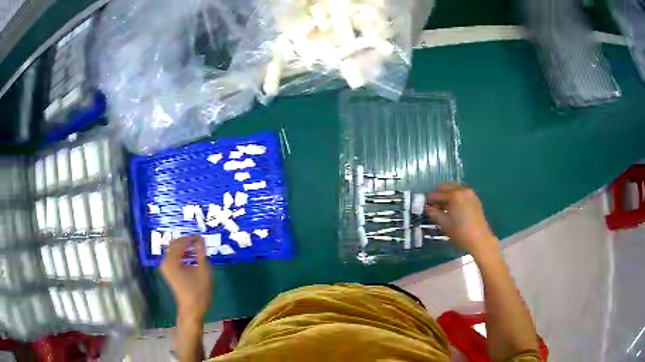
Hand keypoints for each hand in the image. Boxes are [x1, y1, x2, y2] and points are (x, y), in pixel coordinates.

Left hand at [160, 236, 211, 320]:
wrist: (192, 308)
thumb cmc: (199, 290)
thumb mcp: (203, 270)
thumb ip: (201, 253)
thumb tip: (201, 239)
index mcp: (171, 260)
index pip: (180, 243)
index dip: (191, 238)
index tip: (202, 237)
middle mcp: (165, 262)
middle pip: (174, 245)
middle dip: (187, 242)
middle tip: (199, 241)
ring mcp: (166, 268)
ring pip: (174, 251)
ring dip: (185, 248)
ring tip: (197, 249)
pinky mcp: (169, 273)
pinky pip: (174, 258)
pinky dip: (182, 256)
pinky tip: (192, 258)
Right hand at [425, 184, 498, 258]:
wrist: (479, 239)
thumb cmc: (460, 232)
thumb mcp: (444, 223)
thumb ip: (433, 213)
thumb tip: (427, 208)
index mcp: (454, 195)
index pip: (436, 194)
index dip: (429, 200)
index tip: (425, 206)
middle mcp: (462, 190)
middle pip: (446, 187)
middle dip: (439, 195)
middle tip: (435, 206)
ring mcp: (470, 193)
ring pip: (454, 189)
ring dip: (448, 196)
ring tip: (444, 208)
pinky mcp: (475, 199)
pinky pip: (462, 193)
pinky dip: (456, 198)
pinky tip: (454, 208)